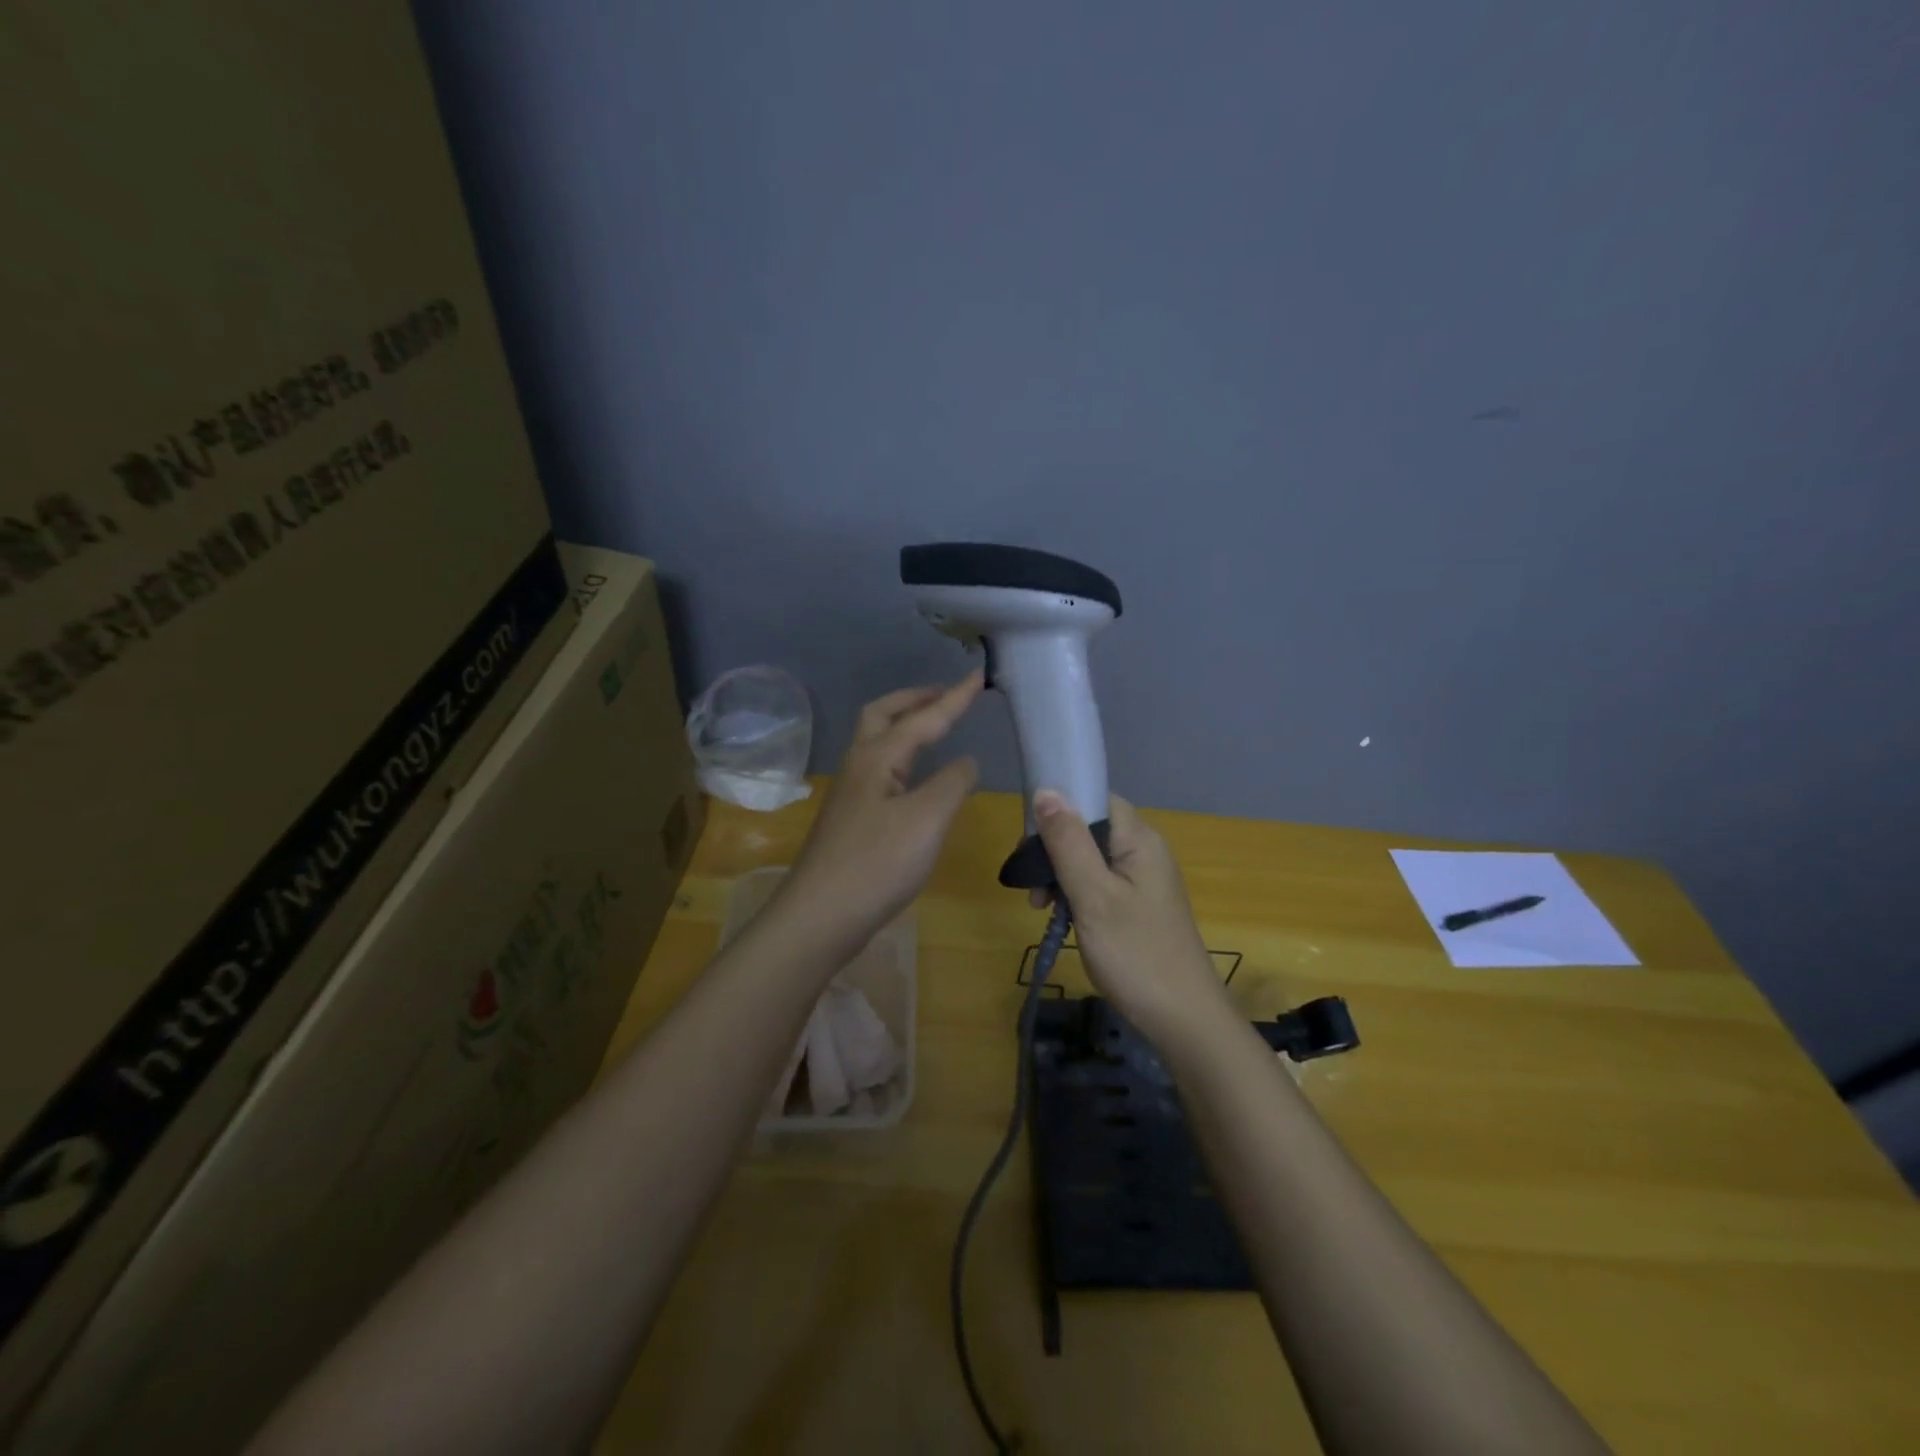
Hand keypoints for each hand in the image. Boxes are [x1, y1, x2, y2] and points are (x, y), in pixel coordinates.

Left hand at [779, 672, 983, 952]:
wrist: (821, 915)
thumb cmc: (877, 863)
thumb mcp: (928, 819)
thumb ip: (952, 782)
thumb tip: (965, 761)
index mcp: (878, 757)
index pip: (923, 718)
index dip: (954, 698)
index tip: (979, 676)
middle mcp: (859, 765)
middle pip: (883, 715)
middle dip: (915, 699)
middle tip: (946, 694)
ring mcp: (850, 792)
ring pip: (876, 741)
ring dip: (904, 723)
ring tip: (933, 725)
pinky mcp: (850, 818)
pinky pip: (878, 768)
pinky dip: (901, 754)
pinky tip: (915, 776)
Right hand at [1028, 789, 1233, 1045]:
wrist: (1184, 1020)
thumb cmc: (1136, 954)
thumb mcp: (1093, 896)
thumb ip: (1068, 842)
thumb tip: (1046, 789)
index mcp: (1139, 839)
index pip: (1093, 798)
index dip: (1058, 809)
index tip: (1029, 841)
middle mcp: (1144, 850)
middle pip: (1088, 827)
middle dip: (1053, 849)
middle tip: (1033, 888)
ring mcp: (1143, 879)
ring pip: (1089, 857)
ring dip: (1060, 874)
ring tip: (1042, 908)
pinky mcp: (1138, 904)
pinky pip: (1099, 882)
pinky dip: (1075, 893)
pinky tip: (1061, 917)